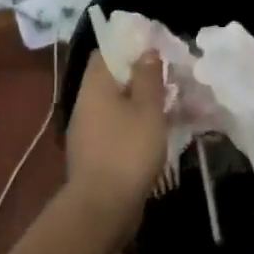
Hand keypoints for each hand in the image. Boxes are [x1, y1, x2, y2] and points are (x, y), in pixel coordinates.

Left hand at [64, 51, 167, 230]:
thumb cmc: (128, 151)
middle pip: (110, 79)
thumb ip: (148, 77)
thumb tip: (146, 50)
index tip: (155, 46)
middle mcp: (85, 104)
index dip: (129, 45)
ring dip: (137, 102)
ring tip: (168, 102)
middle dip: (138, 75)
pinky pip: (115, 128)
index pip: (105, 52)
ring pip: (114, 105)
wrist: (102, 208)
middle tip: (168, 75)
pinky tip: (154, 131)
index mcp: (95, 87)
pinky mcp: (95, 154)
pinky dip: (133, 124)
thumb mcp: (147, 110)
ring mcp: (87, 131)